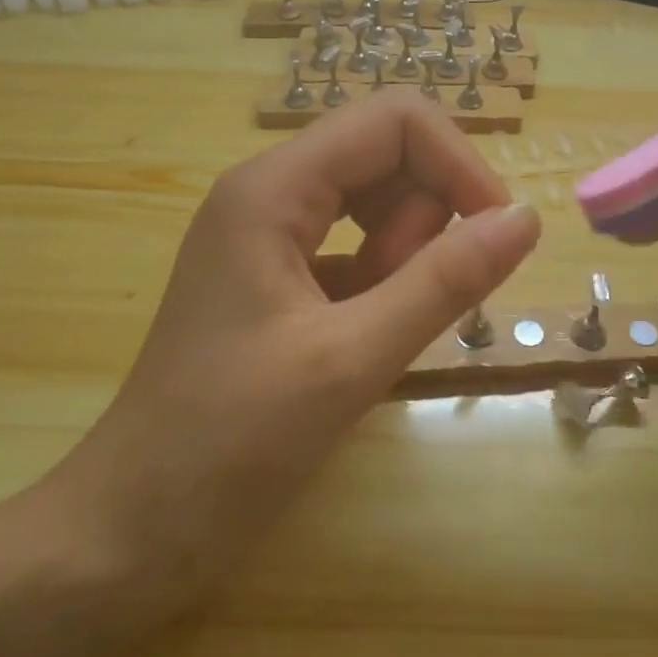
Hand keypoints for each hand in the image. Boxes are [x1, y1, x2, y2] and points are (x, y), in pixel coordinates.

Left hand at [40, 96, 540, 626]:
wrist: (130, 534)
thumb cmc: (228, 445)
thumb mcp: (349, 360)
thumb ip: (444, 283)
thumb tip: (527, 217)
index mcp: (273, 188)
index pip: (395, 121)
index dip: (458, 164)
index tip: (496, 237)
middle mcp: (271, 194)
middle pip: (388, 156)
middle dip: (427, 219)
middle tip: (414, 301)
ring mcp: (271, 238)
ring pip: (377, 205)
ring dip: (405, 257)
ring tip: (377, 331)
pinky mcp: (279, 281)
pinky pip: (357, 251)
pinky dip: (383, 285)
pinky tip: (366, 342)